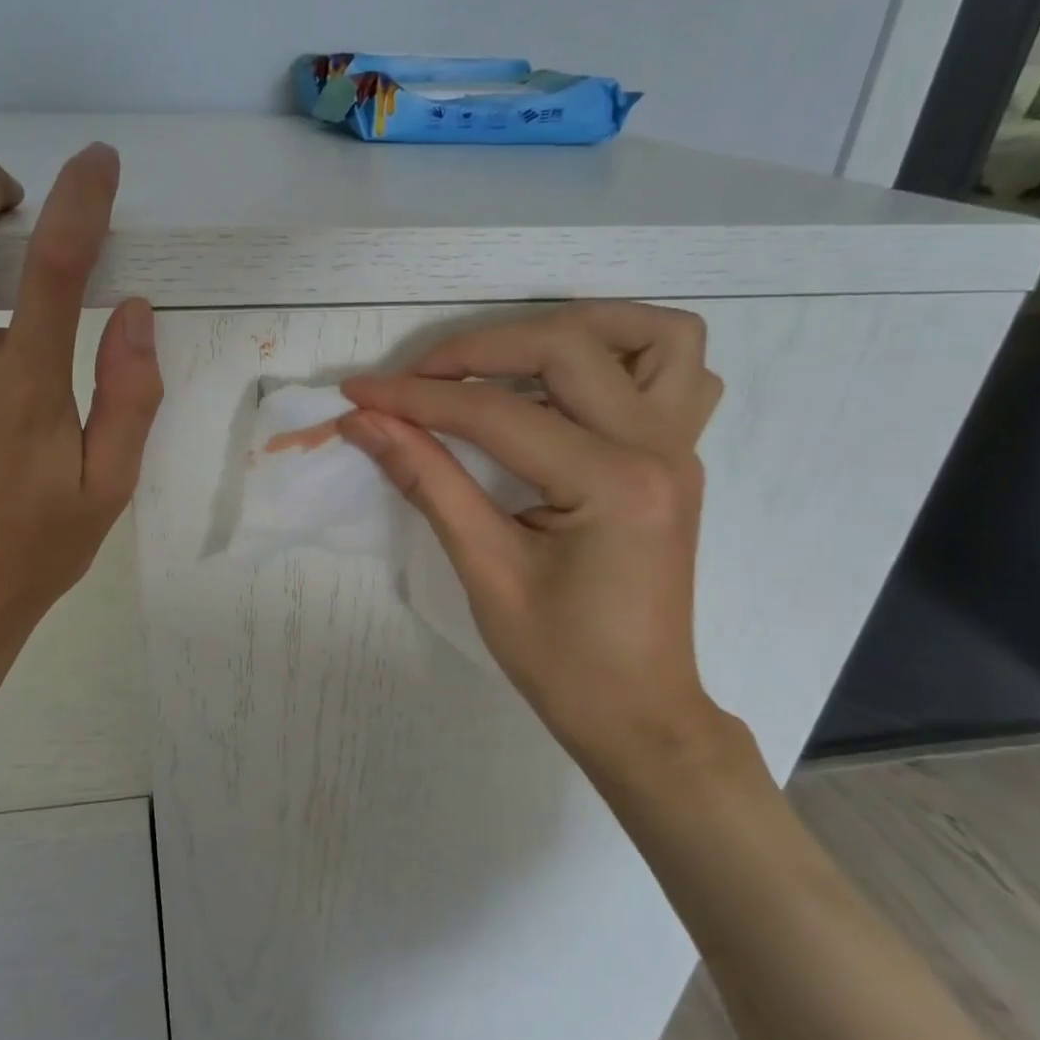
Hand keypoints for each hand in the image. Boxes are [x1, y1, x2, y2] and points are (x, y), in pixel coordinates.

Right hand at [339, 302, 749, 788]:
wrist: (638, 711)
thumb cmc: (560, 659)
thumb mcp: (484, 569)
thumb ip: (427, 481)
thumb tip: (365, 423)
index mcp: (610, 484)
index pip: (495, 413)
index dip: (416, 398)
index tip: (358, 393)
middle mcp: (658, 447)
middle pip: (566, 346)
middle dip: (477, 350)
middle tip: (417, 380)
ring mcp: (680, 447)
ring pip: (652, 335)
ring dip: (573, 328)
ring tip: (506, 359)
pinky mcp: (678, 457)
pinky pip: (678, 373)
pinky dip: (623, 355)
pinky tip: (570, 387)